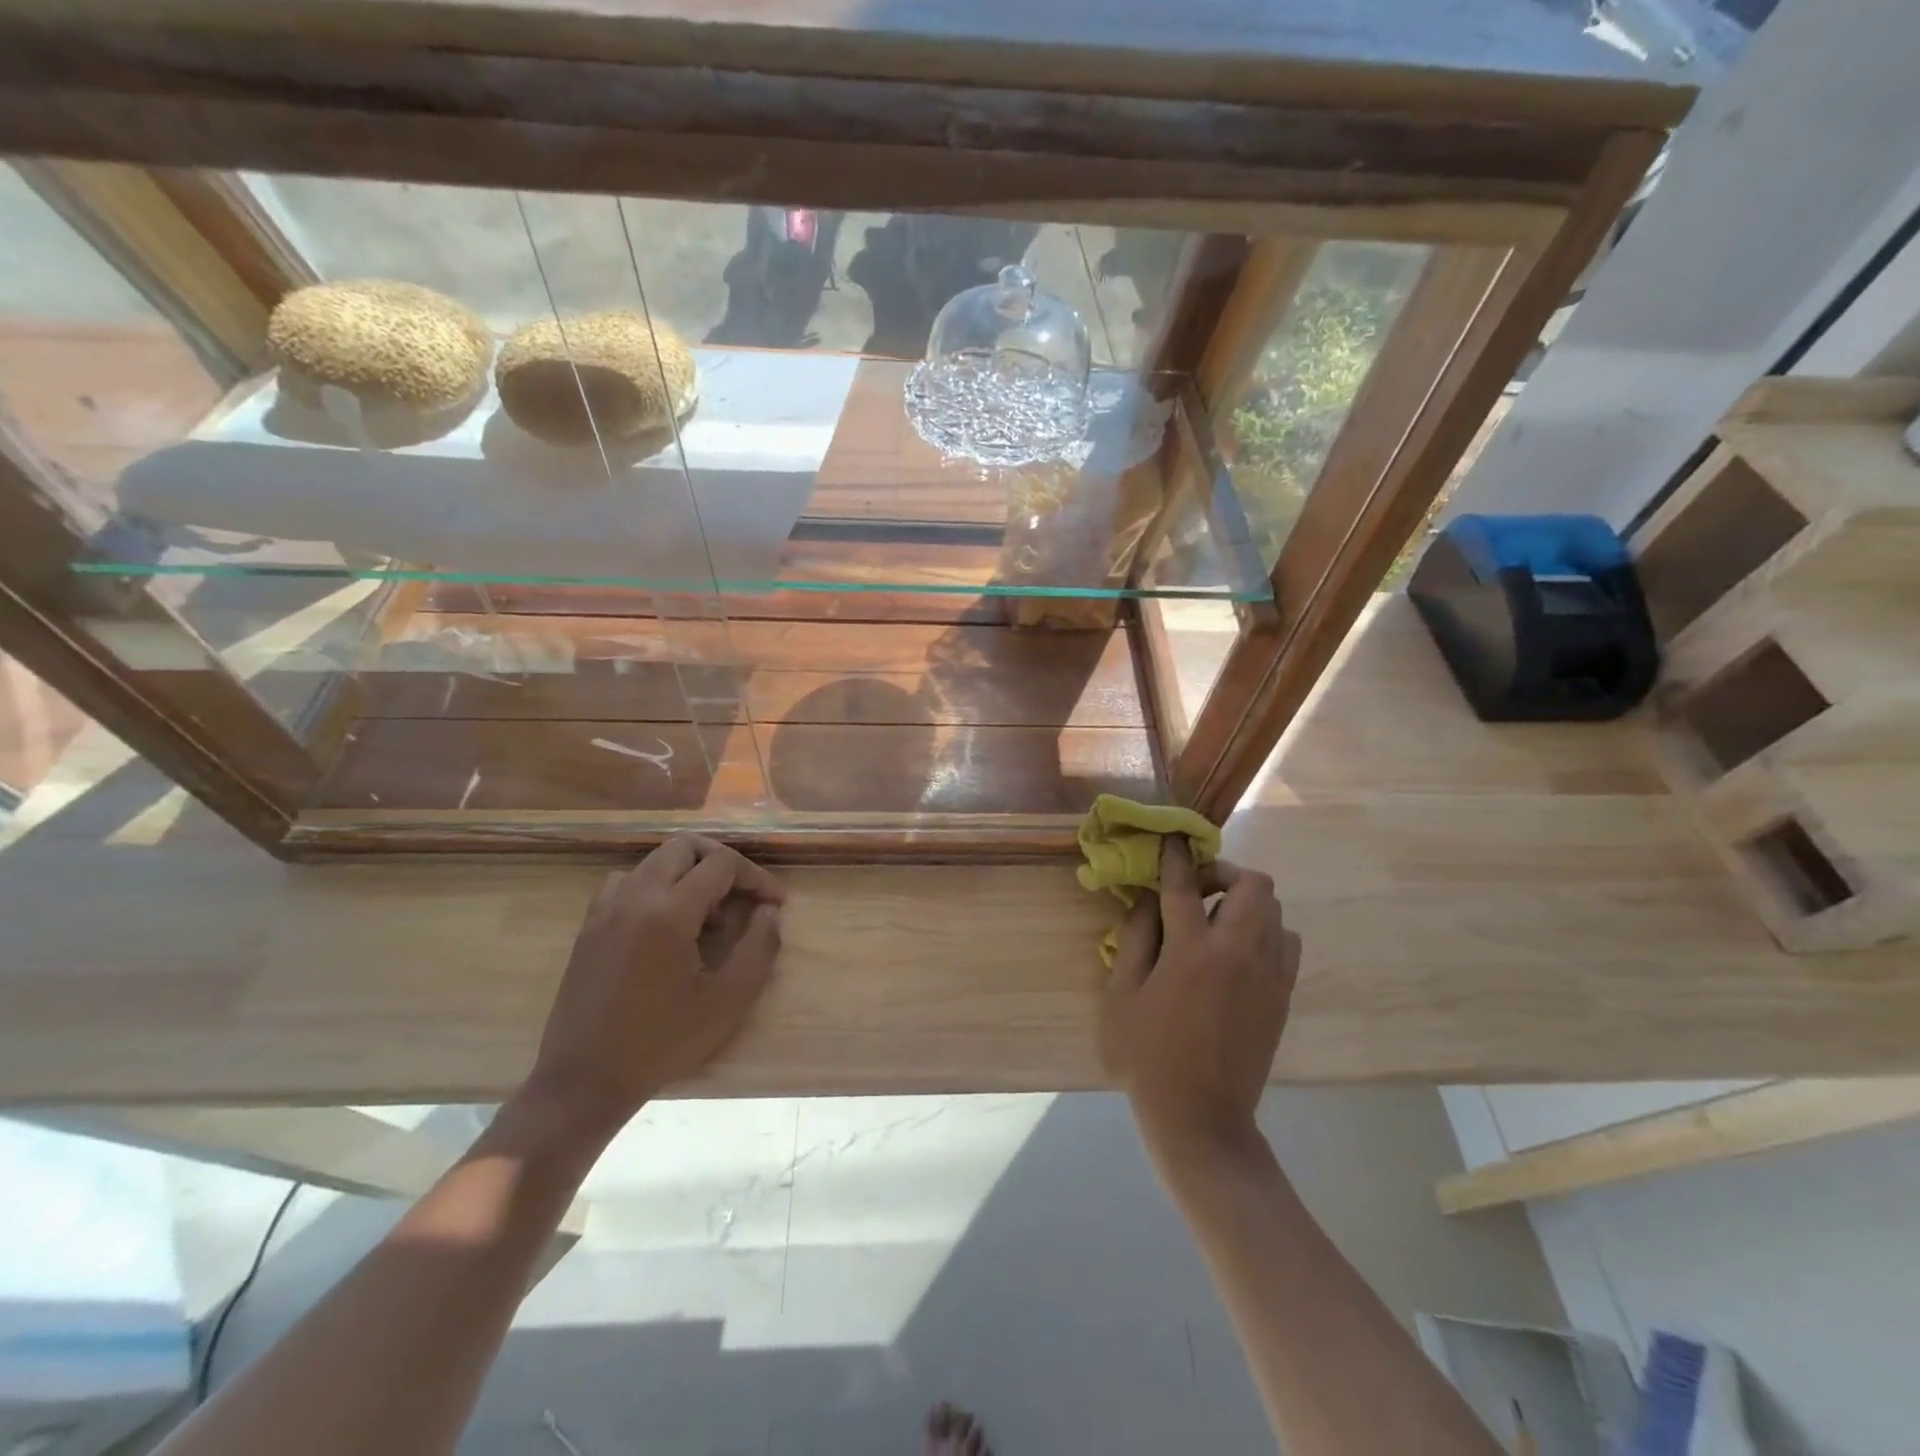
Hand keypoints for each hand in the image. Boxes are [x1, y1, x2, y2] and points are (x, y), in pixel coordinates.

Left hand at [523, 836, 786, 1132]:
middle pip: (686, 847)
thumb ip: (758, 949)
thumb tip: (769, 912)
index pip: (722, 864)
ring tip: (707, 912)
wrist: (583, 1081)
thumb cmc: (661, 1043)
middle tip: (745, 895)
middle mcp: (635, 896)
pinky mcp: (589, 925)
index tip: (775, 903)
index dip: (756, 877)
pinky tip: (666, 921)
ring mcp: (606, 908)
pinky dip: (655, 886)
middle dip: (723, 862)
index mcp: (669, 911)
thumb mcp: (727, 1002)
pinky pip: (627, 882)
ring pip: (655, 860)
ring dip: (688, 872)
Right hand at [1099, 838, 1299, 1160]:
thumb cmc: (1147, 1057)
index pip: (1185, 884)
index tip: (1172, 839)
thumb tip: (1147, 897)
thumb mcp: (1121, 995)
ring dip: (1246, 902)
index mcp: (1191, 951)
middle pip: (1254, 884)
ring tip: (1217, 921)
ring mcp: (1269, 975)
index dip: (1176, 855)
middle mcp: (1238, 952)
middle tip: (1198, 888)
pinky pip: (1286, 943)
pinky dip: (1265, 932)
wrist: (1201, 1119)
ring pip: (1275, 910)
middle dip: (1225, 872)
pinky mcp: (1283, 996)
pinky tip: (1238, 953)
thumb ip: (1135, 938)